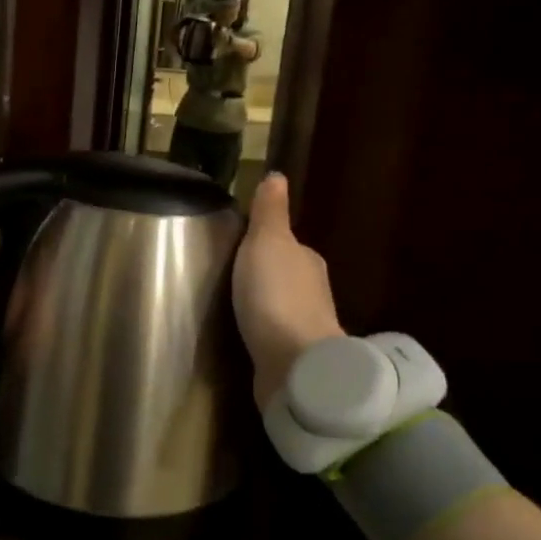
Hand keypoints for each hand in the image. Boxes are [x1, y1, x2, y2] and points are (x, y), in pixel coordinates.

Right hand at [233, 174, 342, 408]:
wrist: (295, 364)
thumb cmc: (276, 296)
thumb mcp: (267, 243)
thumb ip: (270, 213)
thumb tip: (277, 175)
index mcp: (306, 260)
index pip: (286, 245)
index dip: (264, 244)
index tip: (237, 247)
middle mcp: (312, 291)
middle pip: (284, 276)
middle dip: (262, 276)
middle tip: (228, 277)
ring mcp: (304, 327)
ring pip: (279, 307)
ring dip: (261, 306)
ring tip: (230, 307)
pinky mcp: (293, 357)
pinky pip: (273, 335)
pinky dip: (261, 332)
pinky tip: (244, 335)